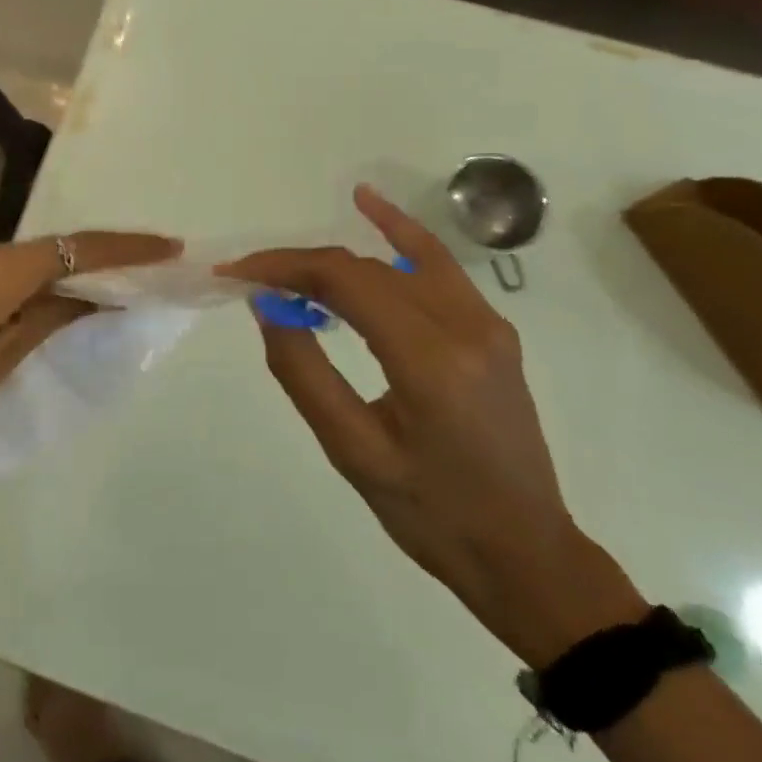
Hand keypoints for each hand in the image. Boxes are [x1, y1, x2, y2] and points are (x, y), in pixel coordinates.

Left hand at [0, 231, 180, 496]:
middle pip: (45, 250)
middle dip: (93, 261)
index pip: (71, 248)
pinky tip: (42, 308)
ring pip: (16, 264)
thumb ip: (45, 321)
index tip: (168, 248)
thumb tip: (91, 296)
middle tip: (139, 276)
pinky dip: (23, 287)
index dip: (123, 248)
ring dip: (58, 276)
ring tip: (100, 296)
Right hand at [221, 185, 641, 663]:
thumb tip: (267, 306)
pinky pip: (438, 268)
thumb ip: (304, 372)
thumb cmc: (432, 516)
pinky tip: (370, 208)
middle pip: (367, 268)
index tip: (236, 272)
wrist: (525, 553)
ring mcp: (486, 323)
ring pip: (400, 259)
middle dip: (302, 265)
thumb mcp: (353, 452)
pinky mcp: (491, 330)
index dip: (284, 267)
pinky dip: (399, 237)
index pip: (344, 282)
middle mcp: (465, 325)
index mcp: (430, 360)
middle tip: (250, 277)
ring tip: (287, 259)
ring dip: (339, 253)